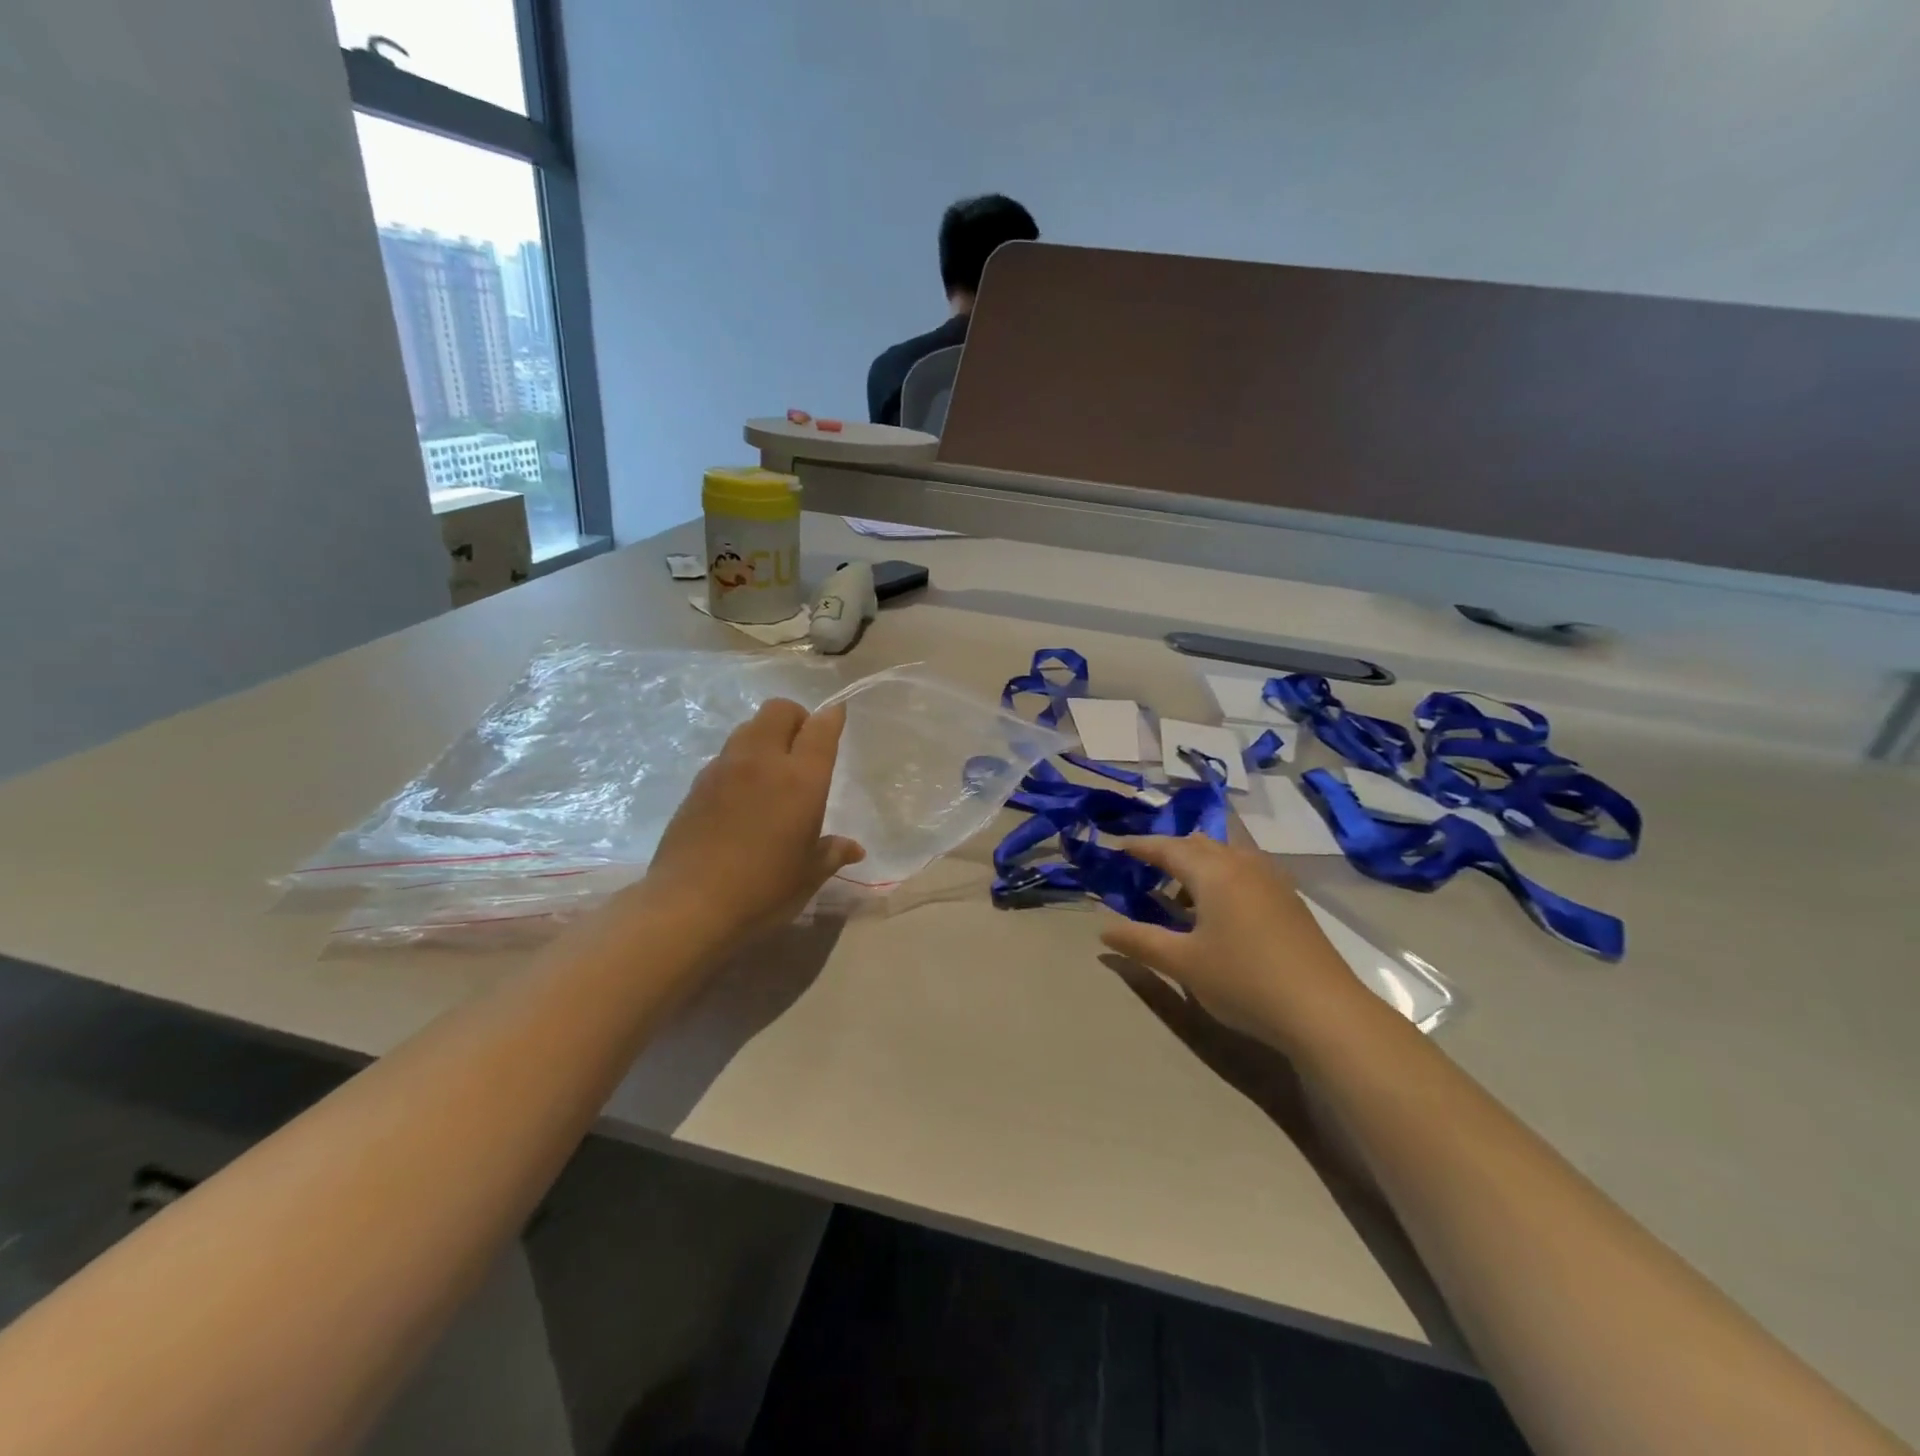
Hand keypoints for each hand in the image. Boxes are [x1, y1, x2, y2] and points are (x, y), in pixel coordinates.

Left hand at [639, 699, 864, 950]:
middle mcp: (763, 761)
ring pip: (748, 728)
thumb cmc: (763, 889)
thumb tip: (854, 849)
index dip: (832, 717)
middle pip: (778, 710)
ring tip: (772, 769)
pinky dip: (741, 760)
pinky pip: (726, 755)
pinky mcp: (697, 784)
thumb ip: (832, 853)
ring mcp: (725, 768)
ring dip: (765, 735)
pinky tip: (742, 795)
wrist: (689, 905)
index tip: (837, 717)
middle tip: (803, 746)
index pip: (820, 728)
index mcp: (801, 779)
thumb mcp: (808, 874)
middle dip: (796, 717)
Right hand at [1099, 834, 1363, 1045]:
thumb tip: (1103, 931)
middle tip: (1144, 869)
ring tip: (1179, 891)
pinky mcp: (1289, 900)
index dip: (1140, 846)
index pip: (1168, 847)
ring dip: (1198, 863)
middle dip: (1169, 851)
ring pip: (1226, 855)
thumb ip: (1139, 942)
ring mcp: (1272, 880)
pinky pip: (1245, 870)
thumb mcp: (1183, 964)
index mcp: (1213, 872)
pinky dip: (1222, 876)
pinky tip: (1218, 909)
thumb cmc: (1244, 980)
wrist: (1324, 1011)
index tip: (1116, 846)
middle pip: (1199, 844)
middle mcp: (1243, 864)